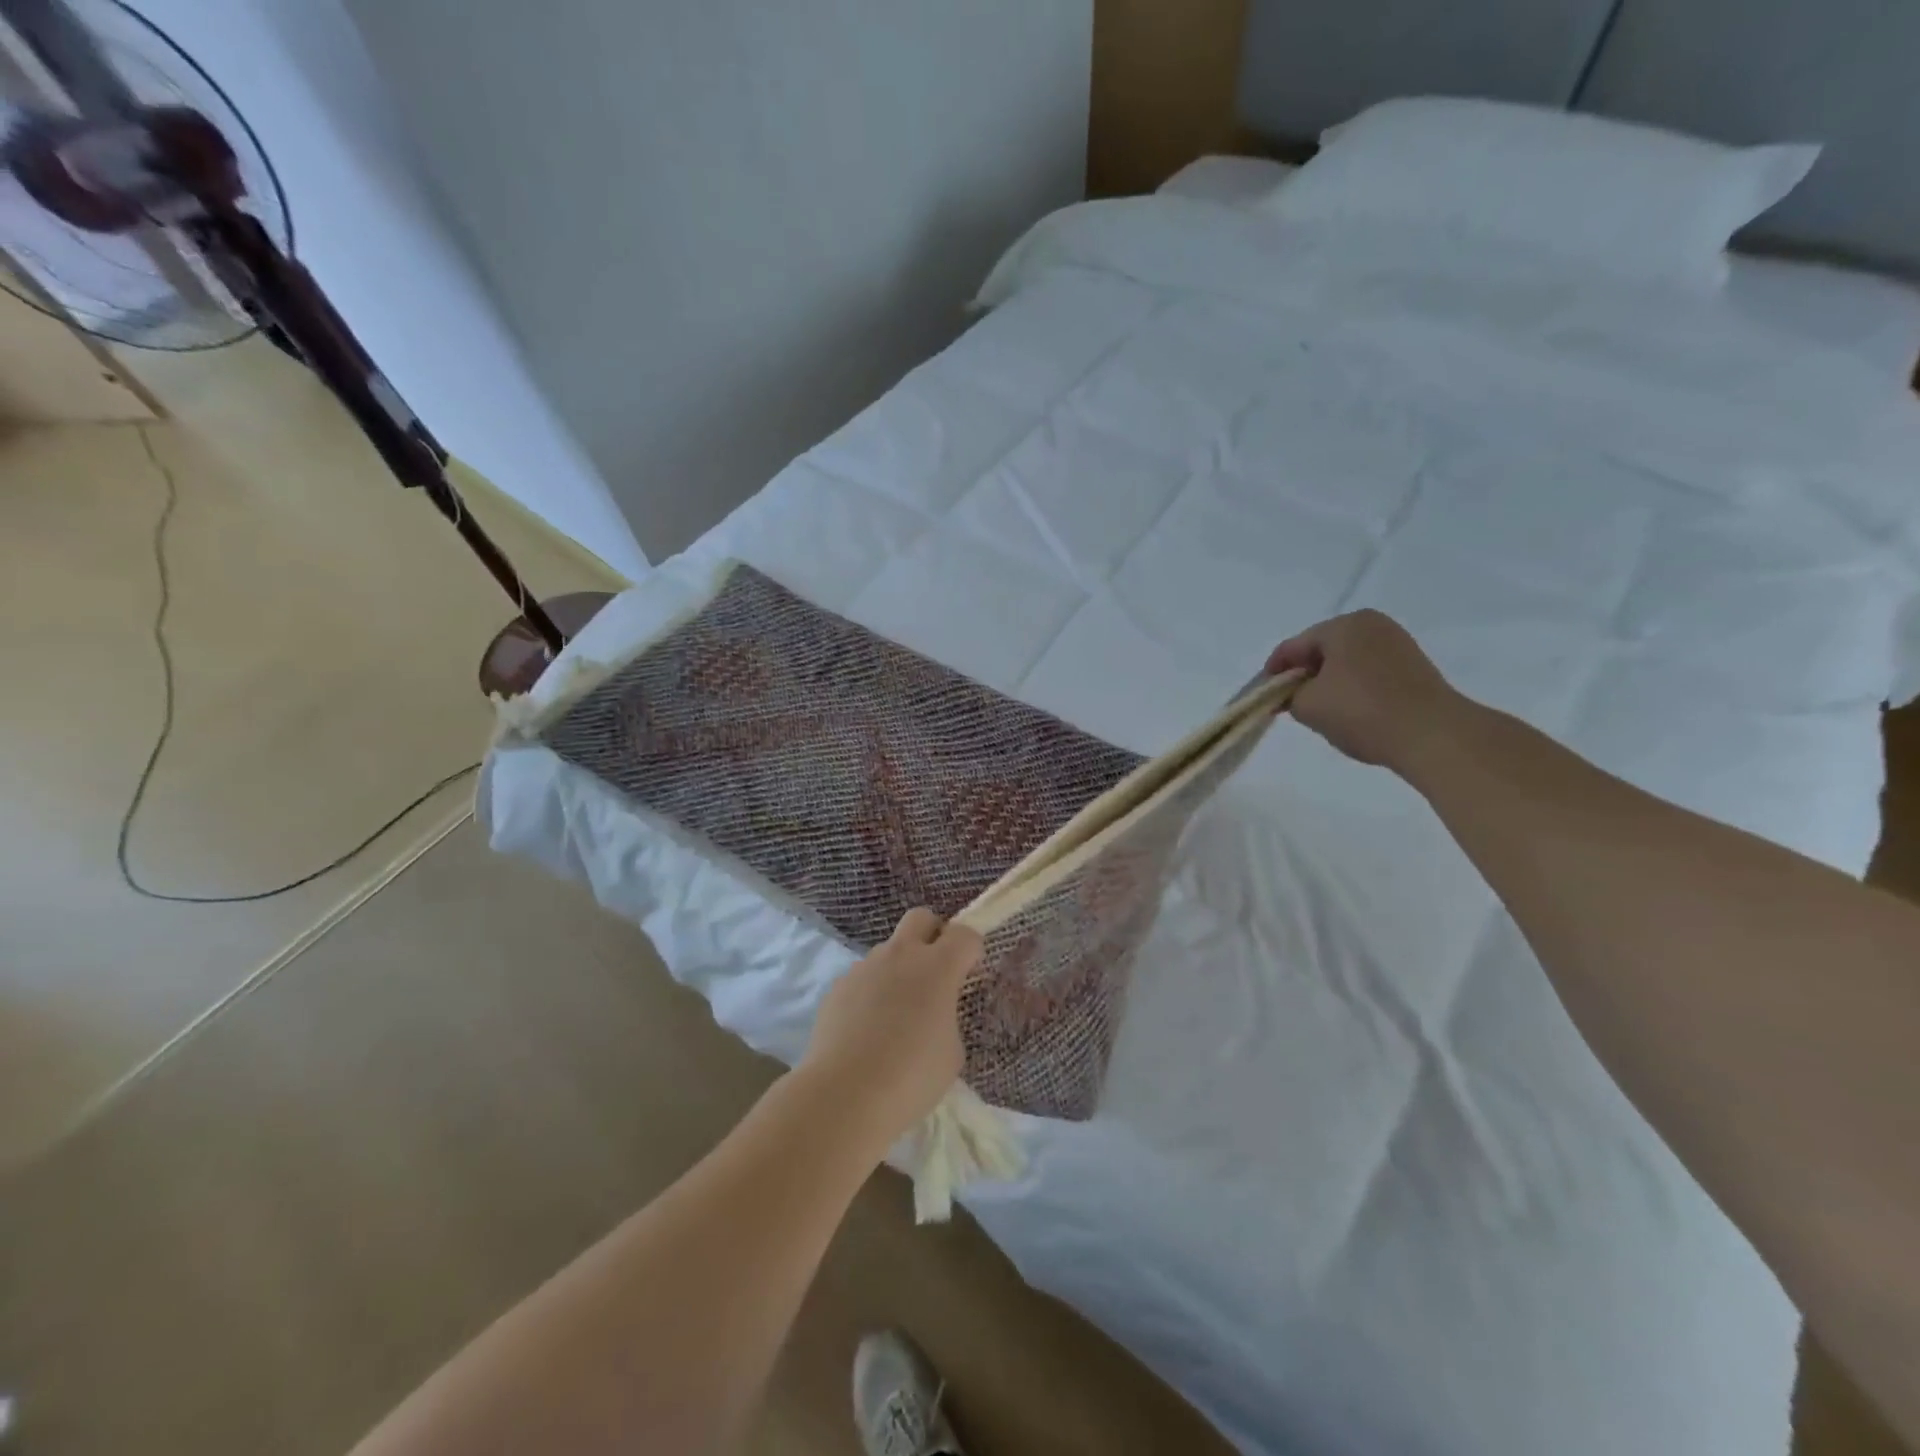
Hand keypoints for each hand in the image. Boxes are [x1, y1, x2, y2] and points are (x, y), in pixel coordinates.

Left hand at [800, 909, 982, 1147]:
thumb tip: (932, 1015)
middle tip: (934, 974)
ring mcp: (865, 967)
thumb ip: (947, 1019)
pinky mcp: (838, 987)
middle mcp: (901, 956)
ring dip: (898, 970)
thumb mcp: (951, 1052)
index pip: (964, 935)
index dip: (970, 950)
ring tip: (895, 1017)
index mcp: (938, 967)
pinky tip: (866, 1032)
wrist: (844, 1095)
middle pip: (921, 918)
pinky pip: (863, 978)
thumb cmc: (911, 1077)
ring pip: (888, 951)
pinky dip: (871, 994)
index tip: (969, 973)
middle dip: (932, 935)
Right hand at [1266, 610, 1468, 772]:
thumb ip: (1288, 696)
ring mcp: (1398, 643)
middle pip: (1321, 650)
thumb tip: (1290, 695)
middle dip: (1303, 675)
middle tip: (1290, 704)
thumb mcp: (1308, 706)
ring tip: (1320, 711)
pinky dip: (1353, 687)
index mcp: (1343, 625)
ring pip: (1346, 661)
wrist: (1431, 734)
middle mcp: (1372, 625)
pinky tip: (1350, 711)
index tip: (1263, 696)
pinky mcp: (1414, 666)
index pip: (1293, 646)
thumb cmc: (1361, 711)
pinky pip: (1369, 671)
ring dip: (1329, 682)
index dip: (1273, 672)